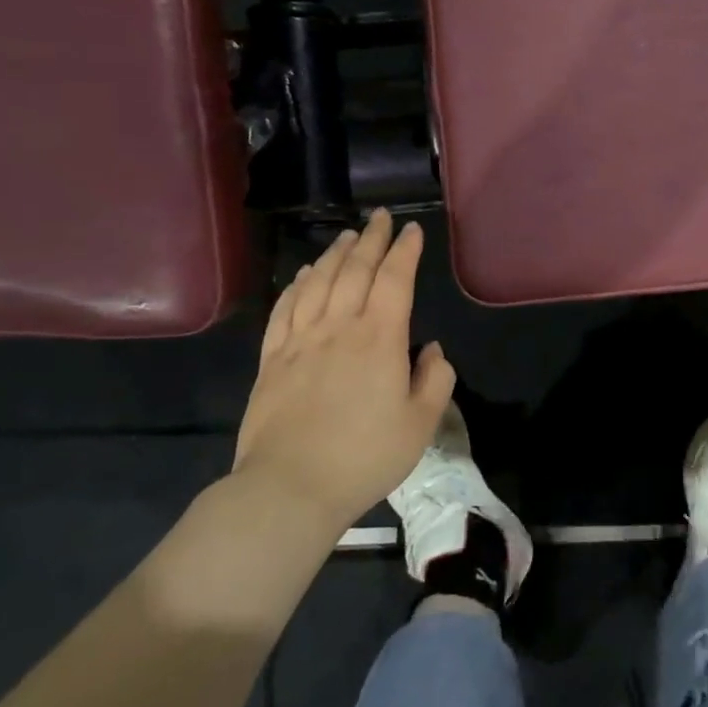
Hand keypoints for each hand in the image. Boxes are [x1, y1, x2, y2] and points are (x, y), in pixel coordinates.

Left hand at [234, 210, 455, 531]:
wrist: (290, 488)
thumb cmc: (365, 456)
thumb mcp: (421, 423)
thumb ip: (435, 379)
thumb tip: (430, 351)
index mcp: (380, 338)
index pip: (395, 279)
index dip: (405, 251)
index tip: (413, 230)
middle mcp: (339, 327)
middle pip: (354, 270)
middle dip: (371, 240)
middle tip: (380, 218)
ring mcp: (300, 341)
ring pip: (317, 283)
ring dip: (334, 255)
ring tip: (347, 237)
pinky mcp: (272, 360)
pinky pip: (284, 310)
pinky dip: (296, 286)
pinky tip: (302, 276)